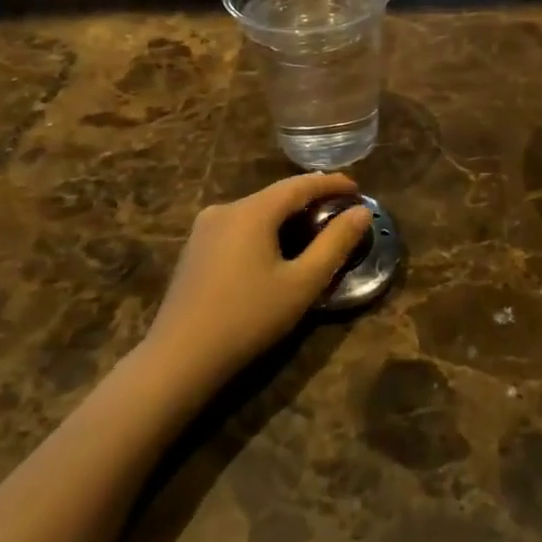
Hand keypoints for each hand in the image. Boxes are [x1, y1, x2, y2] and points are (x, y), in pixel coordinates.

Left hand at [139, 173, 372, 400]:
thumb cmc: (248, 318)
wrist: (179, 358)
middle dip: (310, 200)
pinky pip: (239, 227)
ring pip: (256, 211)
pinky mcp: (195, 249)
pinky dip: (264, 230)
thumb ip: (335, 244)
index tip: (357, 189)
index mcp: (252, 211)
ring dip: (286, 216)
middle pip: (276, 196)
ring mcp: (205, 228)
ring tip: (312, 230)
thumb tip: (362, 213)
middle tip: (339, 212)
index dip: (331, 183)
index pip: (299, 184)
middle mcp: (226, 209)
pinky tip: (275, 250)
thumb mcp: (302, 283)